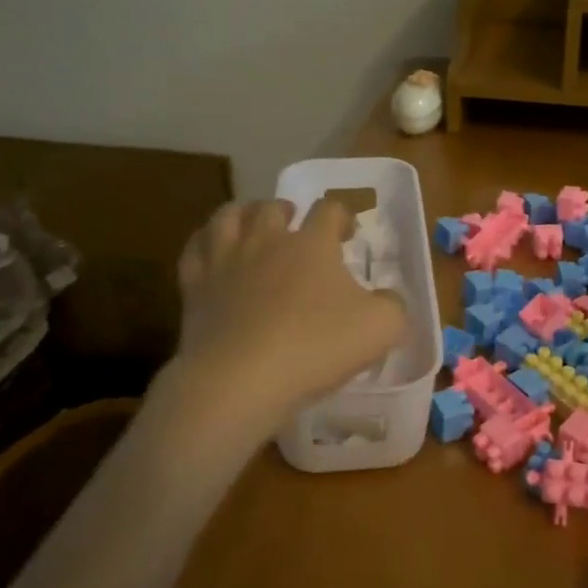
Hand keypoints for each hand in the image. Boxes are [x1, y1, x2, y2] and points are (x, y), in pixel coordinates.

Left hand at [174, 198, 407, 431]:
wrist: (241, 380)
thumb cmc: (316, 348)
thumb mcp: (381, 328)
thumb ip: (393, 306)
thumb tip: (388, 298)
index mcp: (312, 243)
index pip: (329, 210)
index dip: (342, 216)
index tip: (349, 233)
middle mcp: (266, 240)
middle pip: (273, 207)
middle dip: (288, 210)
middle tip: (295, 224)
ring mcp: (225, 260)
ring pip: (229, 217)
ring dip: (244, 214)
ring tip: (251, 222)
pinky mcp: (194, 286)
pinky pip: (195, 249)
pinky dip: (205, 242)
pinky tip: (211, 250)